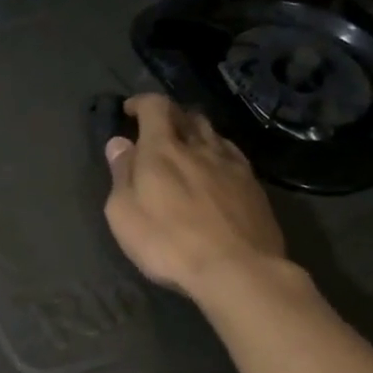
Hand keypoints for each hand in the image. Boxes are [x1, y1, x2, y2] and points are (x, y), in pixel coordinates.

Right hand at [103, 94, 286, 301]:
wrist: (238, 270)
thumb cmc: (169, 244)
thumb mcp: (124, 214)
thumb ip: (121, 174)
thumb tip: (119, 143)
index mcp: (163, 149)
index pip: (155, 106)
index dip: (141, 102)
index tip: (130, 111)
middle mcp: (200, 147)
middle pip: (187, 114)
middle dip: (169, 115)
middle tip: (156, 130)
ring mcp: (231, 164)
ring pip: (212, 133)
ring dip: (195, 132)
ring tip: (186, 147)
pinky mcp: (254, 185)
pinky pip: (232, 155)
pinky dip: (217, 152)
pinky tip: (215, 169)